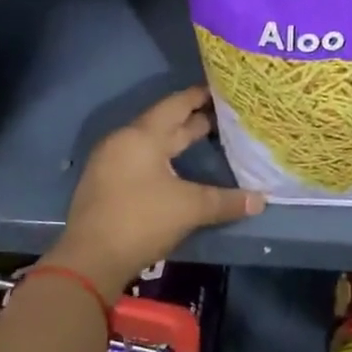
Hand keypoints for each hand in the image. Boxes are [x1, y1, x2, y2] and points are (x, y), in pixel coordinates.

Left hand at [46, 87, 264, 300]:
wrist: (90, 261)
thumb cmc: (142, 220)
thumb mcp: (190, 208)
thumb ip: (226, 201)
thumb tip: (261, 201)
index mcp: (142, 136)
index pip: (175, 105)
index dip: (199, 96)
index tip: (221, 90)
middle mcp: (124, 142)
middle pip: (164, 124)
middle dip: (193, 120)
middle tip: (223, 116)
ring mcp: (111, 163)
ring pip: (152, 144)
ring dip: (177, 141)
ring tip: (206, 139)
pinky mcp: (106, 185)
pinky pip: (141, 160)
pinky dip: (163, 159)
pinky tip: (178, 169)